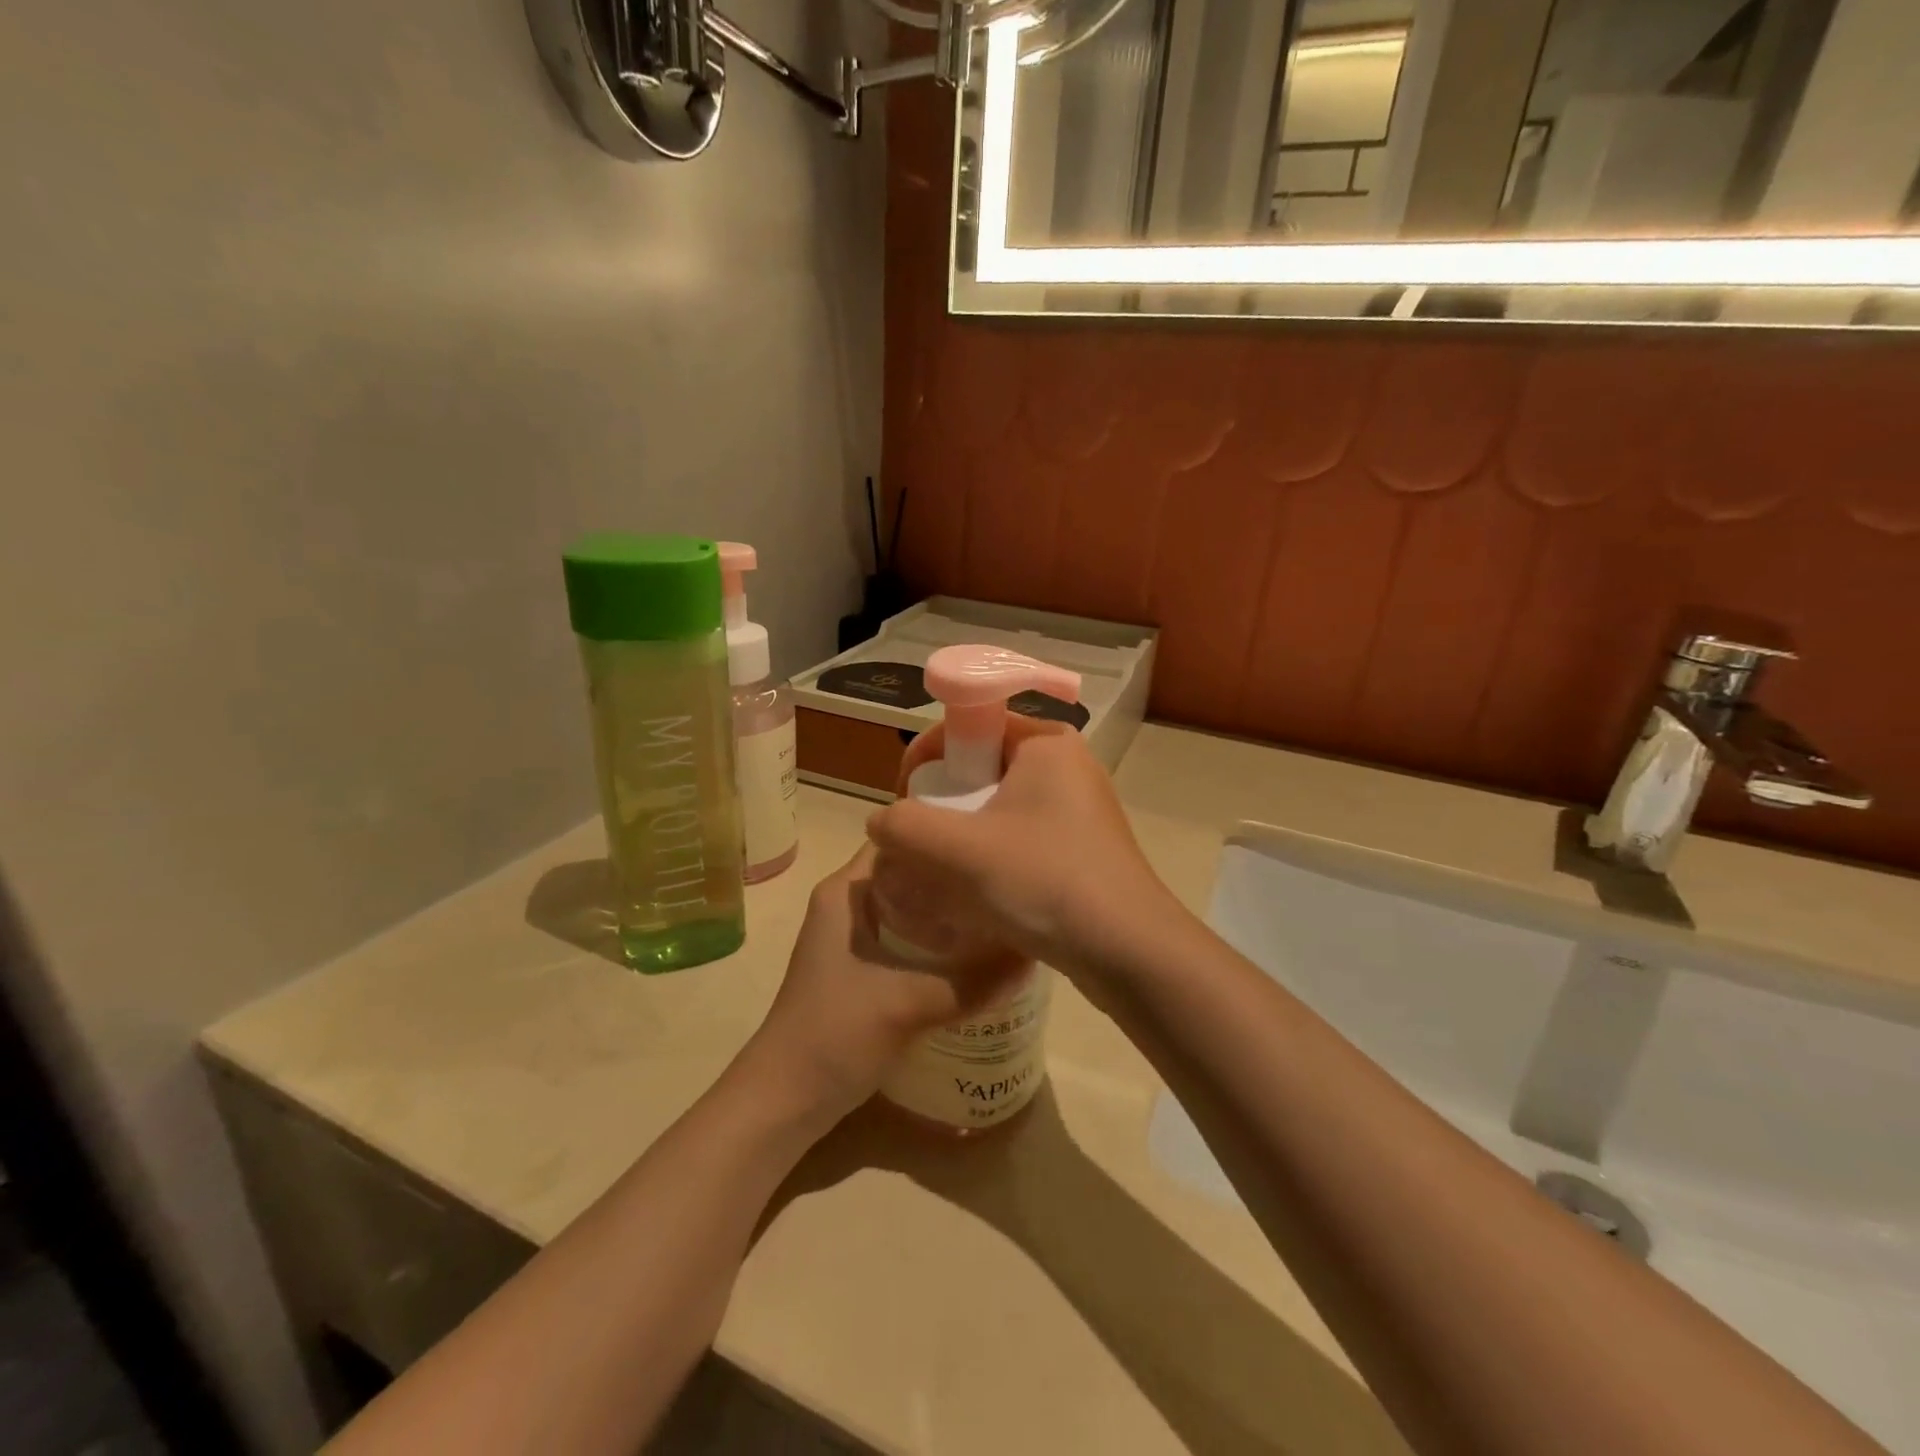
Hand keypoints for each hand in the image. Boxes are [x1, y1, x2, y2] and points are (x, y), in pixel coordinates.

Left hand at [745, 846, 1028, 1125]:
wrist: (785, 1101)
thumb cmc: (833, 1035)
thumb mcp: (907, 1003)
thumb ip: (972, 981)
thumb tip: (1033, 956)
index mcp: (846, 890)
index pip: (900, 838)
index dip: (943, 833)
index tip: (991, 837)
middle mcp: (849, 904)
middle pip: (911, 873)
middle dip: (955, 875)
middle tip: (1008, 877)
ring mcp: (855, 939)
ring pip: (912, 909)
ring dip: (950, 911)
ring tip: (1003, 910)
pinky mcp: (863, 970)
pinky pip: (909, 940)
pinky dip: (940, 942)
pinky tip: (978, 955)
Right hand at [865, 718, 1179, 986]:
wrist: (1128, 952)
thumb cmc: (1044, 882)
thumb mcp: (960, 851)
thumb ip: (904, 826)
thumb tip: (882, 822)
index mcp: (1046, 742)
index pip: (969, 724)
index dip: (927, 755)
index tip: (905, 798)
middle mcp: (1067, 765)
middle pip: (982, 768)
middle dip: (942, 802)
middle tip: (920, 842)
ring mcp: (1080, 808)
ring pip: (999, 808)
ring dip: (964, 834)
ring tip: (941, 872)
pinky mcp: (1083, 847)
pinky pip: (1021, 837)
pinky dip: (992, 856)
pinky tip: (977, 893)